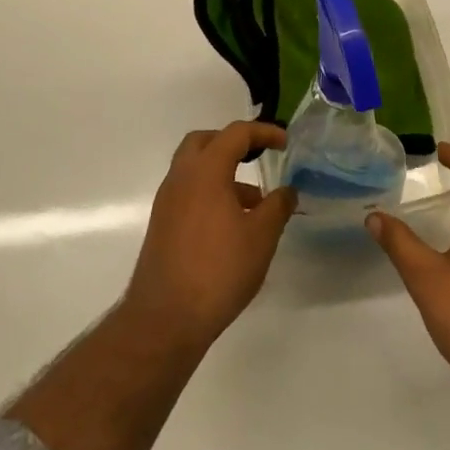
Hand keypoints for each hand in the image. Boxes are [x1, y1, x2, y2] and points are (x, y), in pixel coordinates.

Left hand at [122, 121, 296, 355]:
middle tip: (257, 157)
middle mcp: (181, 177)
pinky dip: (210, 193)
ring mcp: (167, 201)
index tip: (284, 142)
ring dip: (223, 173)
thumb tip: (287, 191)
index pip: (235, 134)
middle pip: (205, 142)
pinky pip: (188, 192)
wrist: (166, 317)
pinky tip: (232, 225)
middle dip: (233, 143)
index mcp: (205, 170)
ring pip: (194, 169)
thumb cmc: (219, 269)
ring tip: (255, 203)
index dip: (263, 132)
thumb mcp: (261, 237)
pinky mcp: (162, 225)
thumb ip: (277, 207)